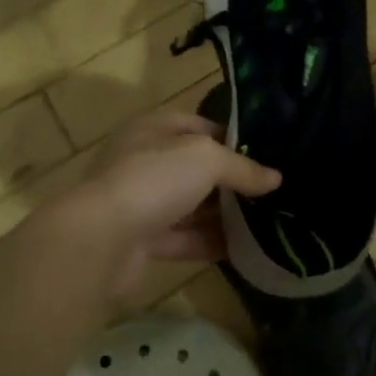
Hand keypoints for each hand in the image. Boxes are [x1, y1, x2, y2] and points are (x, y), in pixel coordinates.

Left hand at [0, 111, 279, 322]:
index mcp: (153, 130)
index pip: (199, 126)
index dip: (232, 136)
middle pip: (196, 168)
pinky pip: (184, 239)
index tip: (267, 153)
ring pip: (191, 206)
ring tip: (267, 220)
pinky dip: (210, 243)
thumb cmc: (153, 180)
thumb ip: (243, 168)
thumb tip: (276, 178)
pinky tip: (244, 249)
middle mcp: (144, 162)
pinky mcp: (142, 242)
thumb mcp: (207, 159)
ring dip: (223, 215)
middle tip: (272, 190)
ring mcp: (141, 203)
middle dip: (231, 179)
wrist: (99, 241)